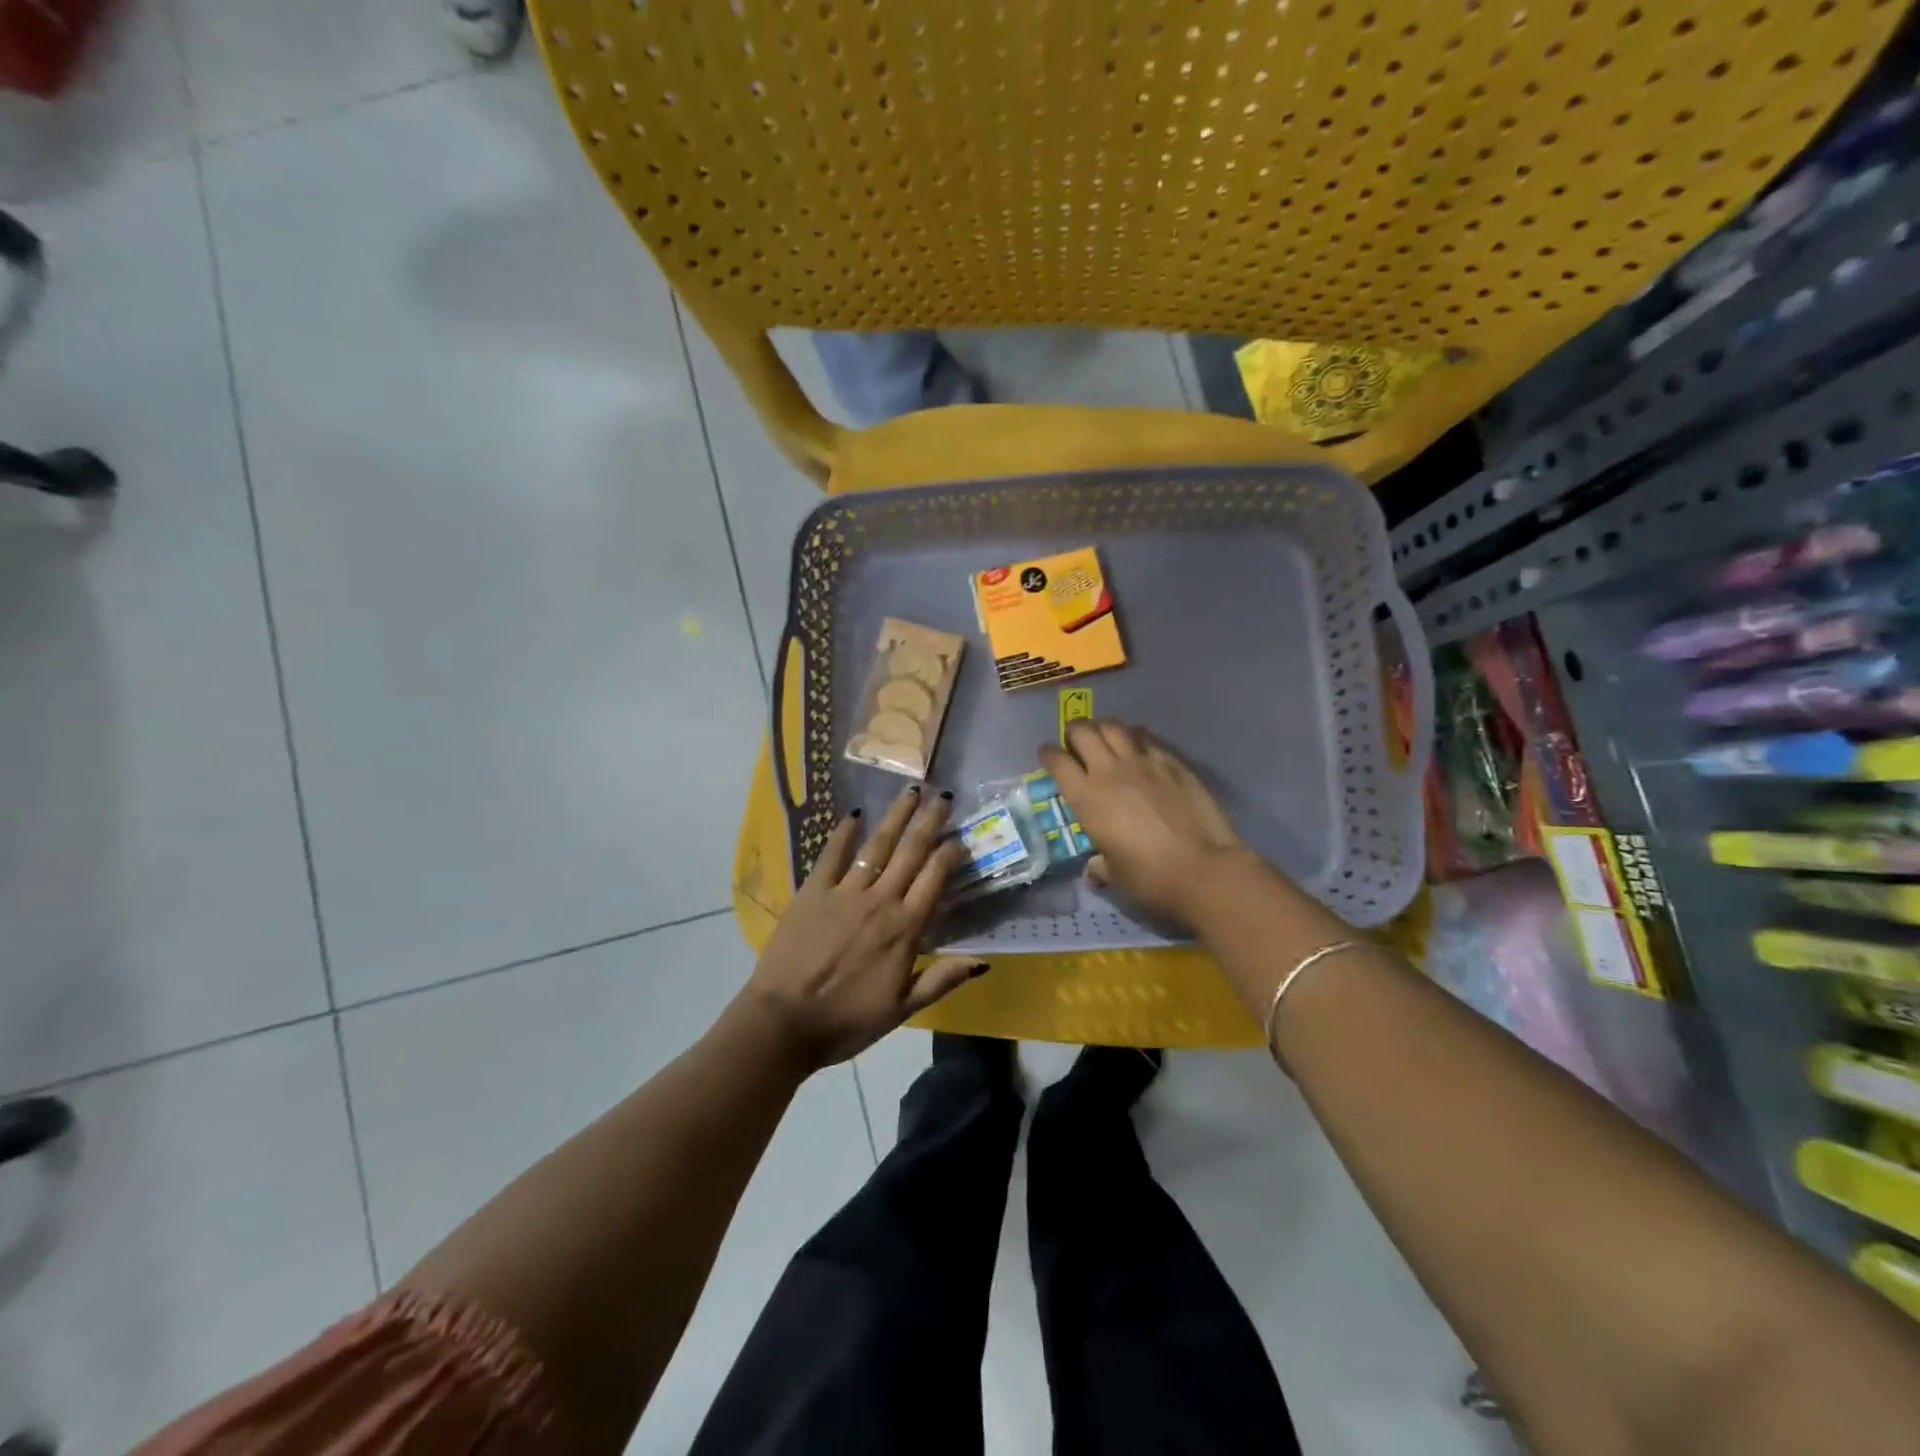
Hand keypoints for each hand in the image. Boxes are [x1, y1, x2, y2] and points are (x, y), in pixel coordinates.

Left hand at [739, 785, 985, 1070]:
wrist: (784, 1022)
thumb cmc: (847, 1020)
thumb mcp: (902, 1009)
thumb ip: (941, 979)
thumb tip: (983, 961)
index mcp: (905, 929)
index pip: (935, 879)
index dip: (950, 853)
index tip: (959, 836)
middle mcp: (880, 901)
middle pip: (911, 852)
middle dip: (929, 822)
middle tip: (943, 796)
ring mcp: (845, 892)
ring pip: (878, 845)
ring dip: (896, 817)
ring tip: (910, 792)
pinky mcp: (813, 891)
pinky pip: (832, 854)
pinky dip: (844, 833)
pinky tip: (854, 814)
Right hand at [1039, 720, 1250, 927]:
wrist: (1203, 869)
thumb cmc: (1150, 878)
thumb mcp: (1115, 874)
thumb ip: (1100, 864)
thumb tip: (1094, 868)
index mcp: (1086, 798)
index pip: (1057, 762)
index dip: (1048, 754)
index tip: (1047, 754)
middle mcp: (1109, 771)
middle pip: (1083, 732)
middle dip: (1074, 731)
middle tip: (1075, 740)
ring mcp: (1143, 763)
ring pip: (1115, 727)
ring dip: (1104, 728)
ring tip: (1104, 736)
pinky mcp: (1173, 763)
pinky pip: (1147, 739)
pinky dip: (1137, 737)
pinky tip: (1139, 745)